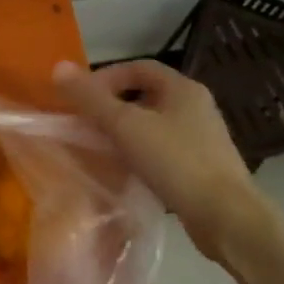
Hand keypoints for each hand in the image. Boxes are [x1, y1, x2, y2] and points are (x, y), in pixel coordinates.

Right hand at [53, 59, 263, 258]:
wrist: (225, 216)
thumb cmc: (176, 163)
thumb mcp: (127, 127)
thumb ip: (92, 99)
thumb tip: (58, 67)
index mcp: (183, 89)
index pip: (139, 67)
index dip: (107, 76)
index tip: (81, 97)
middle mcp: (196, 107)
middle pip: (146, 95)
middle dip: (113, 106)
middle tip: (85, 124)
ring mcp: (202, 138)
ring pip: (154, 125)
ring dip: (126, 132)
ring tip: (100, 149)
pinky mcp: (202, 166)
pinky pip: (163, 150)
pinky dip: (141, 154)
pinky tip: (126, 172)